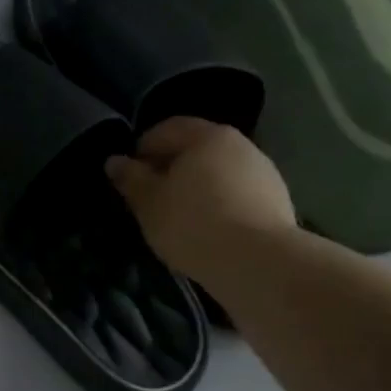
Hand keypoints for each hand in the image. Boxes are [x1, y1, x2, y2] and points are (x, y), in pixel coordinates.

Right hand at [105, 118, 295, 284]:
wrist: (257, 261)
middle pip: (195, 149)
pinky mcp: (276, 199)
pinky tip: (206, 229)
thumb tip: (114, 161)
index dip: (141, 150)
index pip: (165, 129)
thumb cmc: (192, 223)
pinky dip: (217, 203)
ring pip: (216, 172)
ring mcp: (263, 171)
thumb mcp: (148, 203)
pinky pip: (235, 193)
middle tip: (150, 199)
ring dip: (195, 187)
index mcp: (206, 136)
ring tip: (178, 217)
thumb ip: (130, 178)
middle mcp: (239, 144)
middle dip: (169, 168)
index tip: (129, 178)